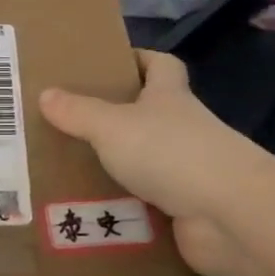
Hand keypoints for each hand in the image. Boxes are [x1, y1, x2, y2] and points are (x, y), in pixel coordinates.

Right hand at [38, 51, 255, 275]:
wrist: (228, 216)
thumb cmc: (170, 152)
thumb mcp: (112, 126)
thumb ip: (78, 112)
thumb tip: (45, 94)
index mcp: (169, 98)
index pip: (161, 65)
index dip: (139, 59)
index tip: (109, 63)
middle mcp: (183, 130)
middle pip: (151, 115)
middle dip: (116, 119)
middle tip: (70, 124)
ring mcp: (189, 172)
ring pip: (146, 163)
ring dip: (116, 169)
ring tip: (68, 172)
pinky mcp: (186, 211)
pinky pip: (147, 205)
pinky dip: (123, 209)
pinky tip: (89, 214)